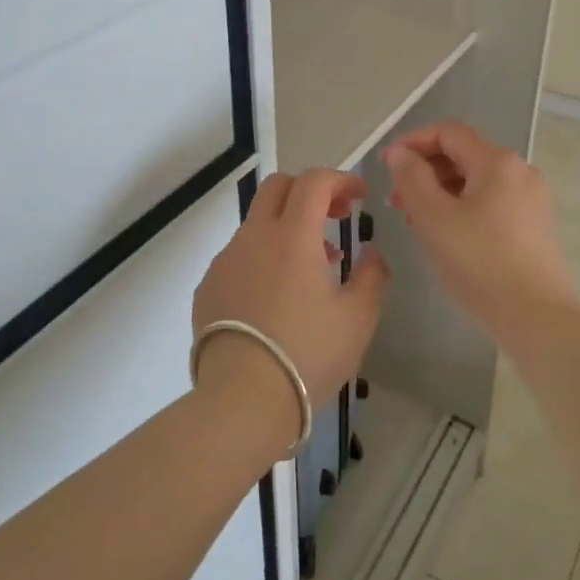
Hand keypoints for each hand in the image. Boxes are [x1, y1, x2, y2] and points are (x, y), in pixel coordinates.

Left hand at [191, 169, 390, 445]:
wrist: (241, 400)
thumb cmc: (308, 355)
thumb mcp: (358, 319)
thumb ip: (372, 276)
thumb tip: (371, 252)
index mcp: (293, 236)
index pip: (315, 181)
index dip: (341, 179)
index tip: (359, 196)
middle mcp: (254, 237)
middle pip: (278, 187)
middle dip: (310, 191)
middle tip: (335, 217)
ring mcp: (225, 261)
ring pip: (257, 223)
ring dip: (287, 228)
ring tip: (312, 268)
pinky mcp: (208, 287)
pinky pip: (239, 256)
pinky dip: (263, 257)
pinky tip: (276, 297)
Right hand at [382, 121, 578, 336]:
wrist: (537, 317)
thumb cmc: (479, 262)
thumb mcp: (433, 218)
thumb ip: (411, 178)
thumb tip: (400, 154)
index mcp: (497, 162)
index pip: (448, 132)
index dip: (412, 142)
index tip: (385, 166)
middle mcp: (520, 171)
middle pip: (464, 155)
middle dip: (425, 171)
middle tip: (396, 201)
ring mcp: (533, 199)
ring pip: (477, 181)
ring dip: (442, 192)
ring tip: (416, 221)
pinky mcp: (536, 225)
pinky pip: (492, 202)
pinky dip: (463, 208)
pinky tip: (447, 235)